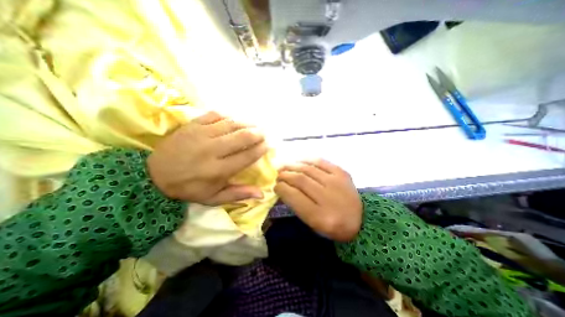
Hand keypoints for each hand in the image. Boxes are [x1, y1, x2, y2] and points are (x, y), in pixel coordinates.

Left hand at [146, 111, 267, 204]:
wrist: (154, 175)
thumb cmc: (189, 188)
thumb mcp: (214, 198)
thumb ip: (238, 194)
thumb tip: (262, 194)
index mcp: (218, 170)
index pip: (247, 156)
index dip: (260, 149)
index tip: (267, 146)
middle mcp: (212, 150)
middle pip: (242, 137)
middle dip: (257, 134)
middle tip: (263, 134)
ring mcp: (201, 135)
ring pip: (231, 124)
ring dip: (246, 123)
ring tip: (254, 125)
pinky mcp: (192, 125)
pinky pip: (214, 115)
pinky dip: (227, 116)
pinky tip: (233, 120)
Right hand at [275, 158, 361, 239]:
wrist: (360, 220)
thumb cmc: (332, 225)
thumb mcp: (312, 223)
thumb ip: (296, 205)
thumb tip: (282, 187)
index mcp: (320, 217)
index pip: (294, 196)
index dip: (281, 188)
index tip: (275, 185)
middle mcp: (329, 198)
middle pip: (300, 180)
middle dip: (285, 175)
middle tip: (278, 174)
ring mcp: (337, 182)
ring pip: (308, 169)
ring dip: (293, 166)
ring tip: (284, 166)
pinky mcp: (342, 173)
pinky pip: (321, 161)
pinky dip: (307, 160)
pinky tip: (299, 161)